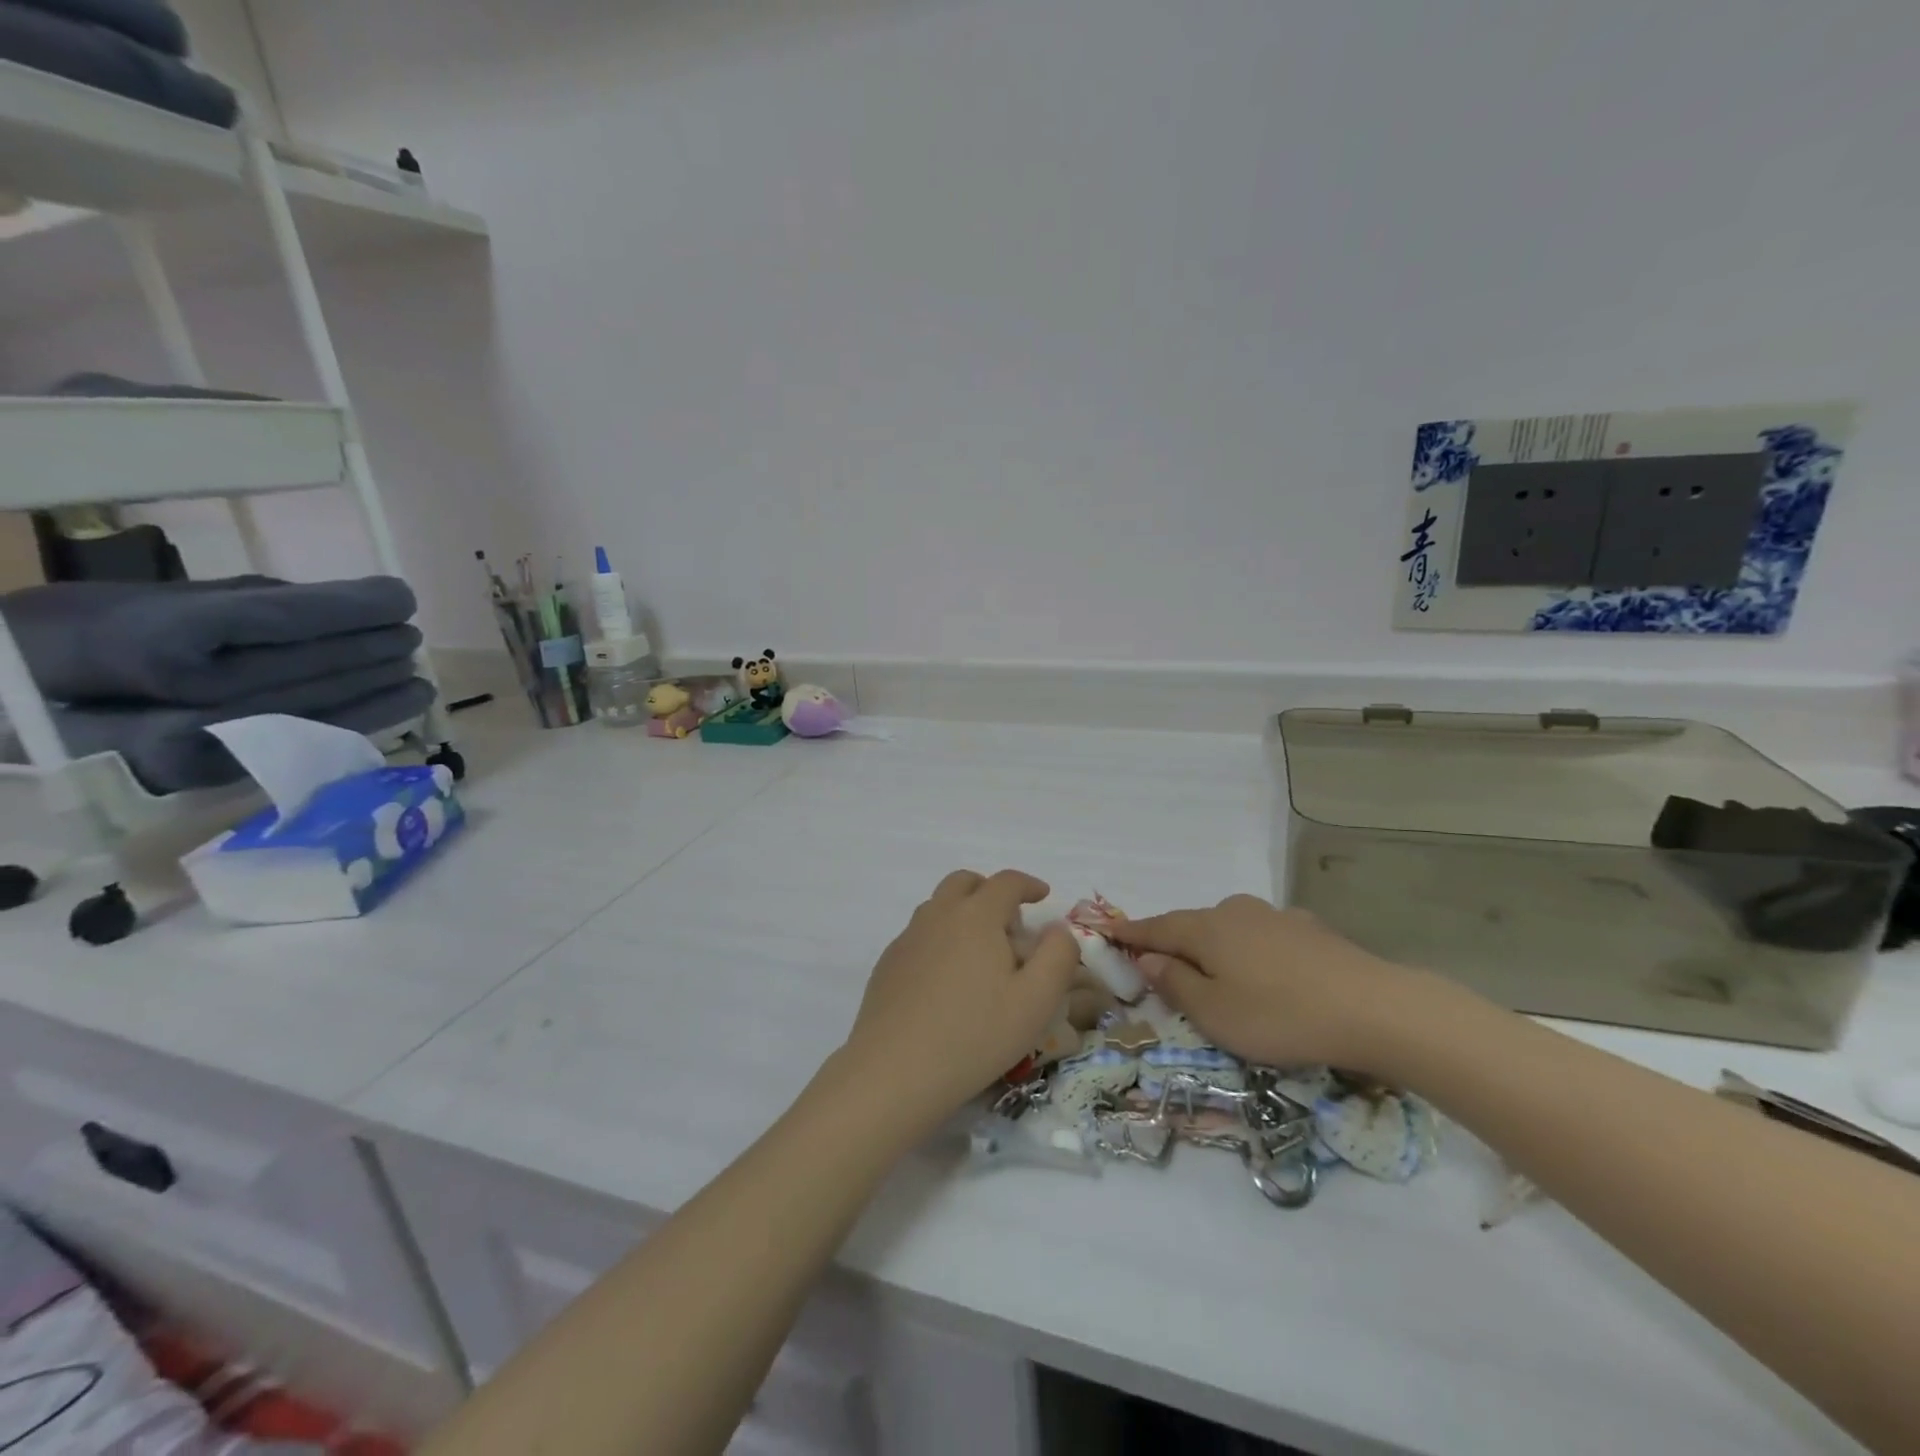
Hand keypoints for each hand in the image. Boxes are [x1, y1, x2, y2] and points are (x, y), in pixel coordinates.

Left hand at [840, 870, 1079, 1129]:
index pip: (1006, 882)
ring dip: (963, 913)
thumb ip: (1058, 956)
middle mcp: (938, 915)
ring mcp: (908, 938)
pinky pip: (919, 935)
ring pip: (938, 906)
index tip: (1043, 896)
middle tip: (1009, 921)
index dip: (1029, 884)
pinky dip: (940, 939)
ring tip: (981, 952)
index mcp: (976, 916)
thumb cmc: (975, 1035)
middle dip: (990, 890)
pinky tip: (948, 980)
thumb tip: (1058, 929)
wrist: (895, 1071)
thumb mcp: (1036, 1001)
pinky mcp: (887, 964)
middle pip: (964, 882)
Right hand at [1107, 895, 1418, 1071]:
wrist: (1374, 1008)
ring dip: (1214, 948)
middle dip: (1173, 943)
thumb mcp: (1214, 1013)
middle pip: (1192, 925)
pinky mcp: (1309, 930)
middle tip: (1160, 966)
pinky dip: (1250, 951)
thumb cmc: (1279, 1015)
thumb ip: (1175, 982)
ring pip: (1230, 930)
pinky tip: (1265, 971)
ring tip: (1214, 973)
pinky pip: (1263, 937)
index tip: (1106, 932)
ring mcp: (1275, 916)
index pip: (1156, 927)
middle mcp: (1235, 911)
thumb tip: (1148, 959)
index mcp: (1206, 929)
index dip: (1131, 933)